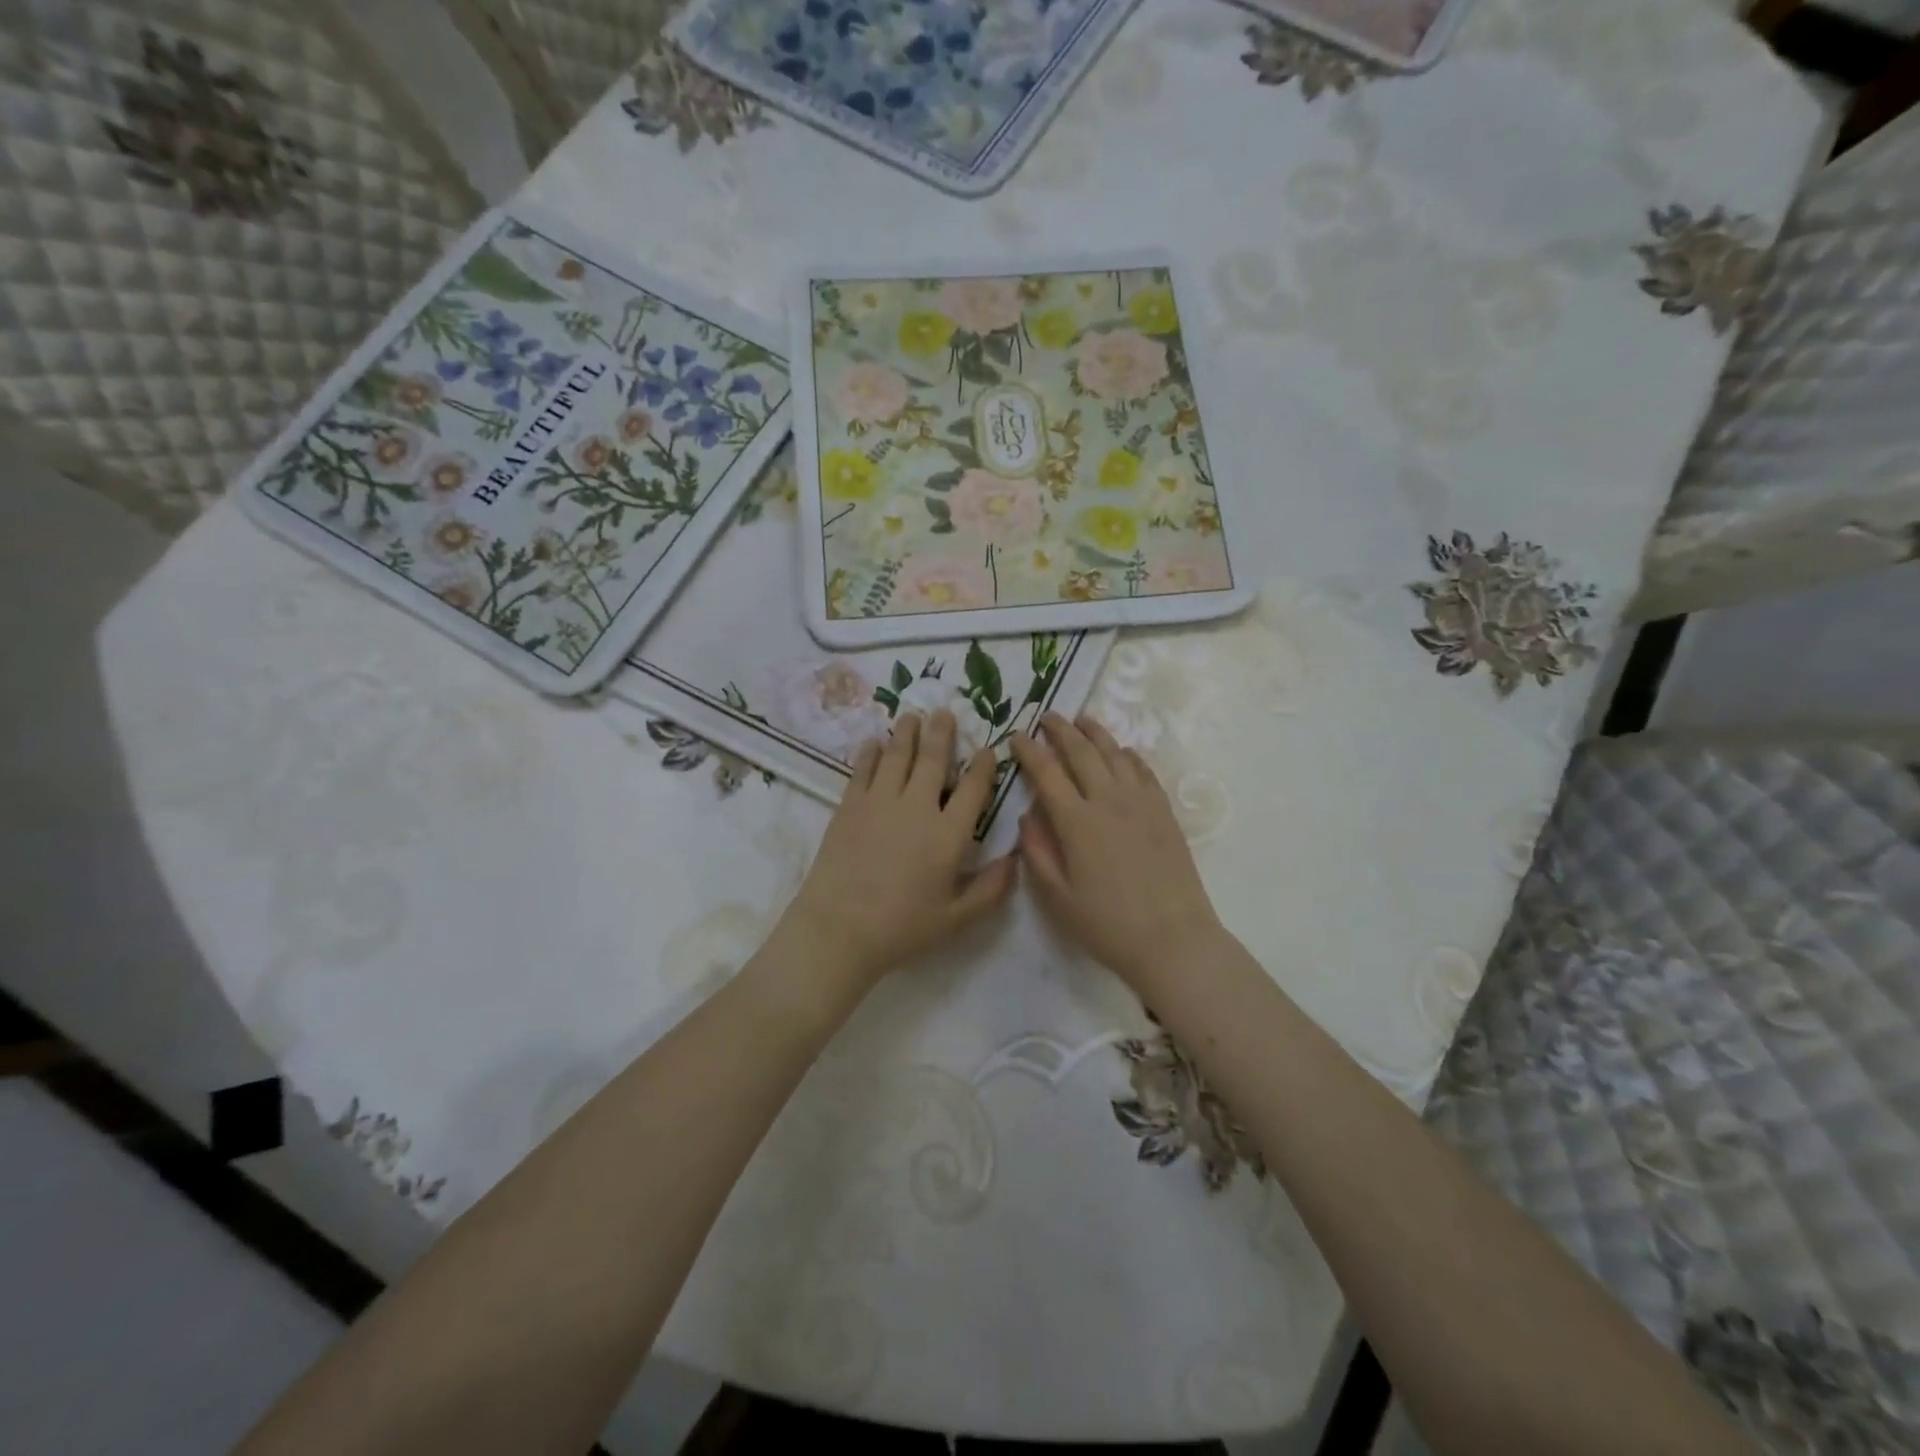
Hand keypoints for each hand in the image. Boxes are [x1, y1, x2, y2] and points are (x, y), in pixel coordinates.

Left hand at [780, 710, 1016, 991]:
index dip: (984, 766)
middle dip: (942, 733)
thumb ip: (991, 889)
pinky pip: (863, 769)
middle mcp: (918, 807)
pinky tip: (874, 742)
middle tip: (945, 711)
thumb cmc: (902, 928)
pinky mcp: (849, 805)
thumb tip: (1016, 859)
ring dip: (907, 733)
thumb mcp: (957, 918)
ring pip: (897, 755)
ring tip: (912, 715)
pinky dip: (871, 752)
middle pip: (933, 760)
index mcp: (949, 835)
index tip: (988, 749)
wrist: (839, 929)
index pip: (974, 789)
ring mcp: (880, 802)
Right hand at [1012, 714, 1226, 992]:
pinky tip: (1121, 752)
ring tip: (1082, 721)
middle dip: (1061, 730)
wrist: (1172, 938)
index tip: (1016, 736)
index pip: (1046, 772)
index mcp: (1076, 822)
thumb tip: (1028, 815)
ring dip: (1095, 733)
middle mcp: (1108, 801)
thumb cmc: (1107, 924)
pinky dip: (1128, 755)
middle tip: (1047, 716)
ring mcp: (1141, 802)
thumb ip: (1038, 851)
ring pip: (1115, 753)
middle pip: (1082, 752)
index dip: (1028, 751)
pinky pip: (1143, 770)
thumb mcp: (1058, 897)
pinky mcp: (1164, 810)